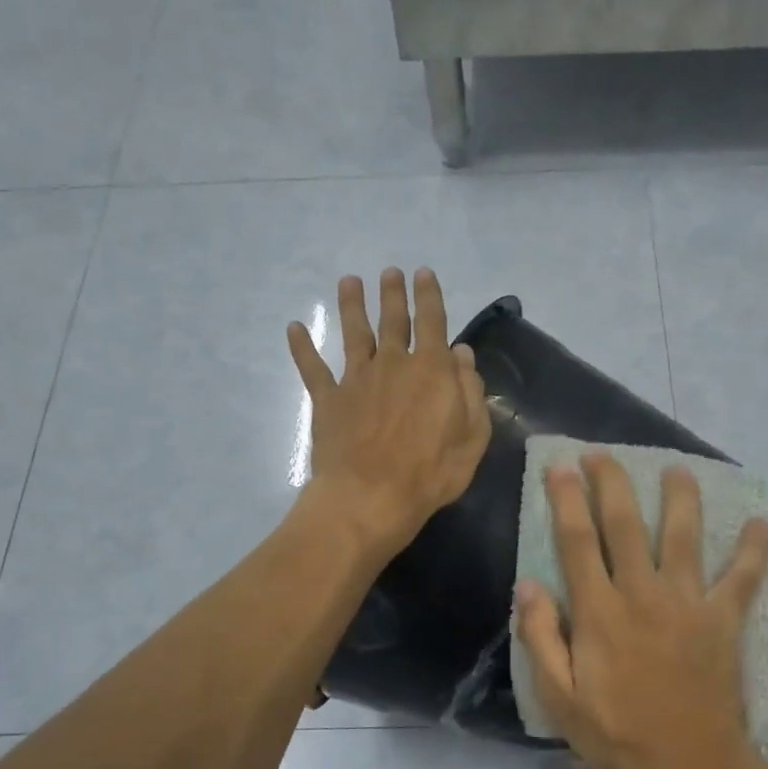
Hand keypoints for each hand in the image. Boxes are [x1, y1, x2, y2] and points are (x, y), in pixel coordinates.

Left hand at [288, 268, 489, 557]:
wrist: (371, 497)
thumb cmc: (431, 472)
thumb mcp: (473, 436)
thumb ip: (470, 391)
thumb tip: (462, 355)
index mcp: (432, 370)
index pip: (433, 322)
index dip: (429, 296)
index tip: (424, 274)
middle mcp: (393, 364)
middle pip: (393, 320)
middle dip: (393, 293)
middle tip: (390, 272)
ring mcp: (357, 379)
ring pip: (354, 333)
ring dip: (352, 304)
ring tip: (349, 281)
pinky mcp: (328, 399)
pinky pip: (312, 367)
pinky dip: (302, 347)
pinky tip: (294, 328)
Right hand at [516, 453, 767, 768]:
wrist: (690, 766)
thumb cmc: (617, 734)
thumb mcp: (560, 697)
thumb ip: (541, 637)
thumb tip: (529, 584)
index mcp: (600, 611)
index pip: (578, 541)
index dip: (567, 499)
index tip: (561, 467)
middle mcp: (643, 594)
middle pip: (626, 524)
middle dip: (612, 483)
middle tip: (602, 454)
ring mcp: (689, 603)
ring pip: (684, 536)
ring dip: (680, 498)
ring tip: (678, 469)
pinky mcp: (723, 620)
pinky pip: (744, 578)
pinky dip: (756, 551)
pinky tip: (765, 524)